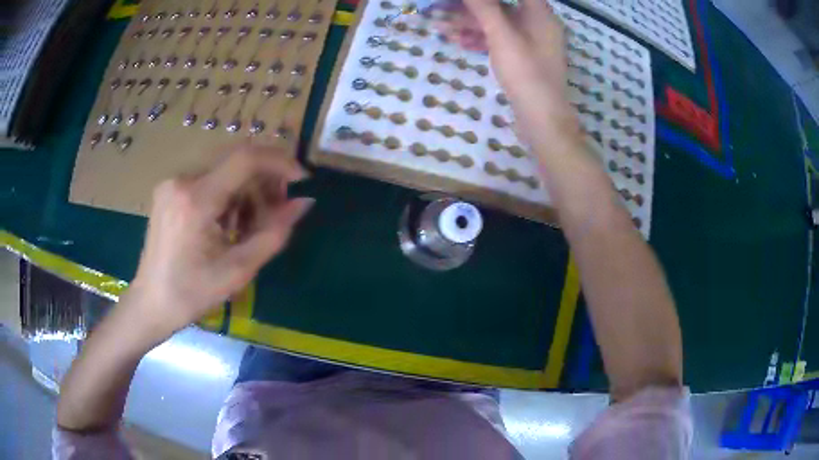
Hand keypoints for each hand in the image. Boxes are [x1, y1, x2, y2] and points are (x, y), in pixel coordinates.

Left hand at [129, 144, 312, 333]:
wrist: (151, 303)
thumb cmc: (192, 294)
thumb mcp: (238, 270)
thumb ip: (274, 233)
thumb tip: (303, 203)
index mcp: (196, 200)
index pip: (245, 159)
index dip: (280, 162)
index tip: (301, 179)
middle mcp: (182, 180)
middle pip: (236, 161)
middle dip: (264, 181)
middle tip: (278, 210)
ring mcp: (172, 182)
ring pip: (224, 171)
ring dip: (246, 191)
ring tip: (248, 227)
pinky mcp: (169, 190)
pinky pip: (209, 180)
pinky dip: (227, 196)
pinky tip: (227, 224)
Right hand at [439, 0, 580, 151]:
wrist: (541, 119)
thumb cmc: (525, 72)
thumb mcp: (501, 35)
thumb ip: (484, 7)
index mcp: (539, 13)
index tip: (464, 0)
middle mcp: (538, 24)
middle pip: (501, 6)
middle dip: (471, 8)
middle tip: (442, 9)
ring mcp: (532, 42)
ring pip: (498, 24)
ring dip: (471, 24)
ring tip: (442, 28)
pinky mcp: (524, 59)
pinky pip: (500, 40)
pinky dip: (481, 39)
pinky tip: (459, 42)